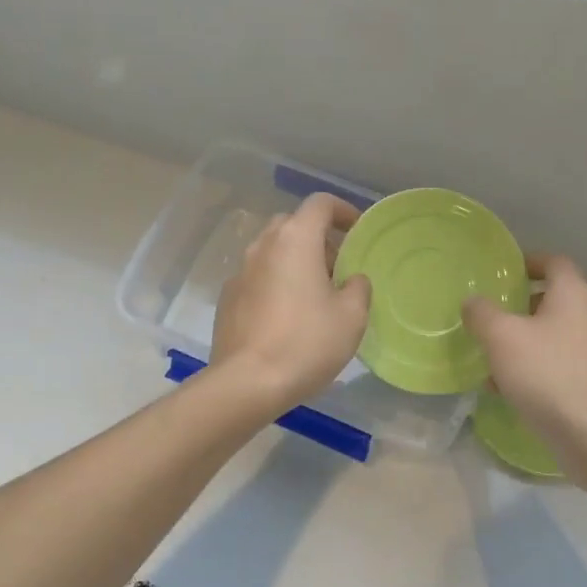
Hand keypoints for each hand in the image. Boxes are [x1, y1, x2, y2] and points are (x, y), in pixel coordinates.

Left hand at [212, 193, 370, 413]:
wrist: (247, 382)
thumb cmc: (307, 342)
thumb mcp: (352, 316)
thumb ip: (358, 287)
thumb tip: (351, 280)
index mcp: (295, 240)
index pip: (320, 204)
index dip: (342, 211)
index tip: (357, 231)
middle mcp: (263, 246)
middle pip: (292, 224)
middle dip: (317, 238)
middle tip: (337, 267)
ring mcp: (240, 271)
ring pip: (272, 251)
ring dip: (294, 261)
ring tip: (314, 294)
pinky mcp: (227, 298)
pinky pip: (257, 277)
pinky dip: (275, 283)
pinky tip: (287, 315)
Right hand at [463, 255, 586, 445]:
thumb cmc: (545, 372)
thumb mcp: (500, 337)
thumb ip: (481, 313)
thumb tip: (473, 302)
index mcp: (572, 294)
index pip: (553, 262)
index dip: (528, 262)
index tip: (502, 272)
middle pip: (551, 299)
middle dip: (518, 306)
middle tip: (489, 314)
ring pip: (551, 334)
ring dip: (521, 340)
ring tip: (489, 355)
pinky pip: (555, 363)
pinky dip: (531, 367)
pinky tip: (504, 387)